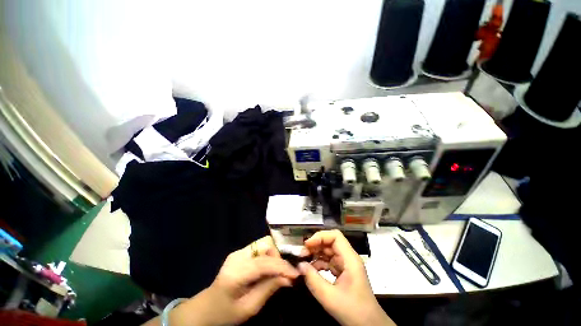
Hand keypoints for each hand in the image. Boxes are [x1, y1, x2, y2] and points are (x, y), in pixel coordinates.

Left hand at [146, 235, 298, 325]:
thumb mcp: (249, 308)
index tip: (296, 274)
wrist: (206, 307)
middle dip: (278, 257)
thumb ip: (269, 289)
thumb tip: (289, 278)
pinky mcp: (240, 252)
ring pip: (264, 243)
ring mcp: (238, 251)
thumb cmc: (226, 313)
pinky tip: (269, 268)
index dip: (282, 266)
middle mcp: (237, 256)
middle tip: (284, 273)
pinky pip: (260, 248)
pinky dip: (268, 255)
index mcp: (236, 272)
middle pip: (266, 245)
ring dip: (274, 255)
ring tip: (277, 271)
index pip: (264, 263)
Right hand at [298, 230, 394, 325]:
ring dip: (316, 254)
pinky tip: (310, 270)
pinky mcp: (343, 272)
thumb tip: (299, 265)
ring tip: (303, 261)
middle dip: (315, 245)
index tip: (307, 245)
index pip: (335, 236)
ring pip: (328, 252)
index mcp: (350, 259)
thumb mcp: (330, 297)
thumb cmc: (353, 311)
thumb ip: (313, 280)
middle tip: (302, 254)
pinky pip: (329, 262)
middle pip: (330, 242)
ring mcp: (345, 265)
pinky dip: (319, 263)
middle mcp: (348, 258)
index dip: (320, 237)